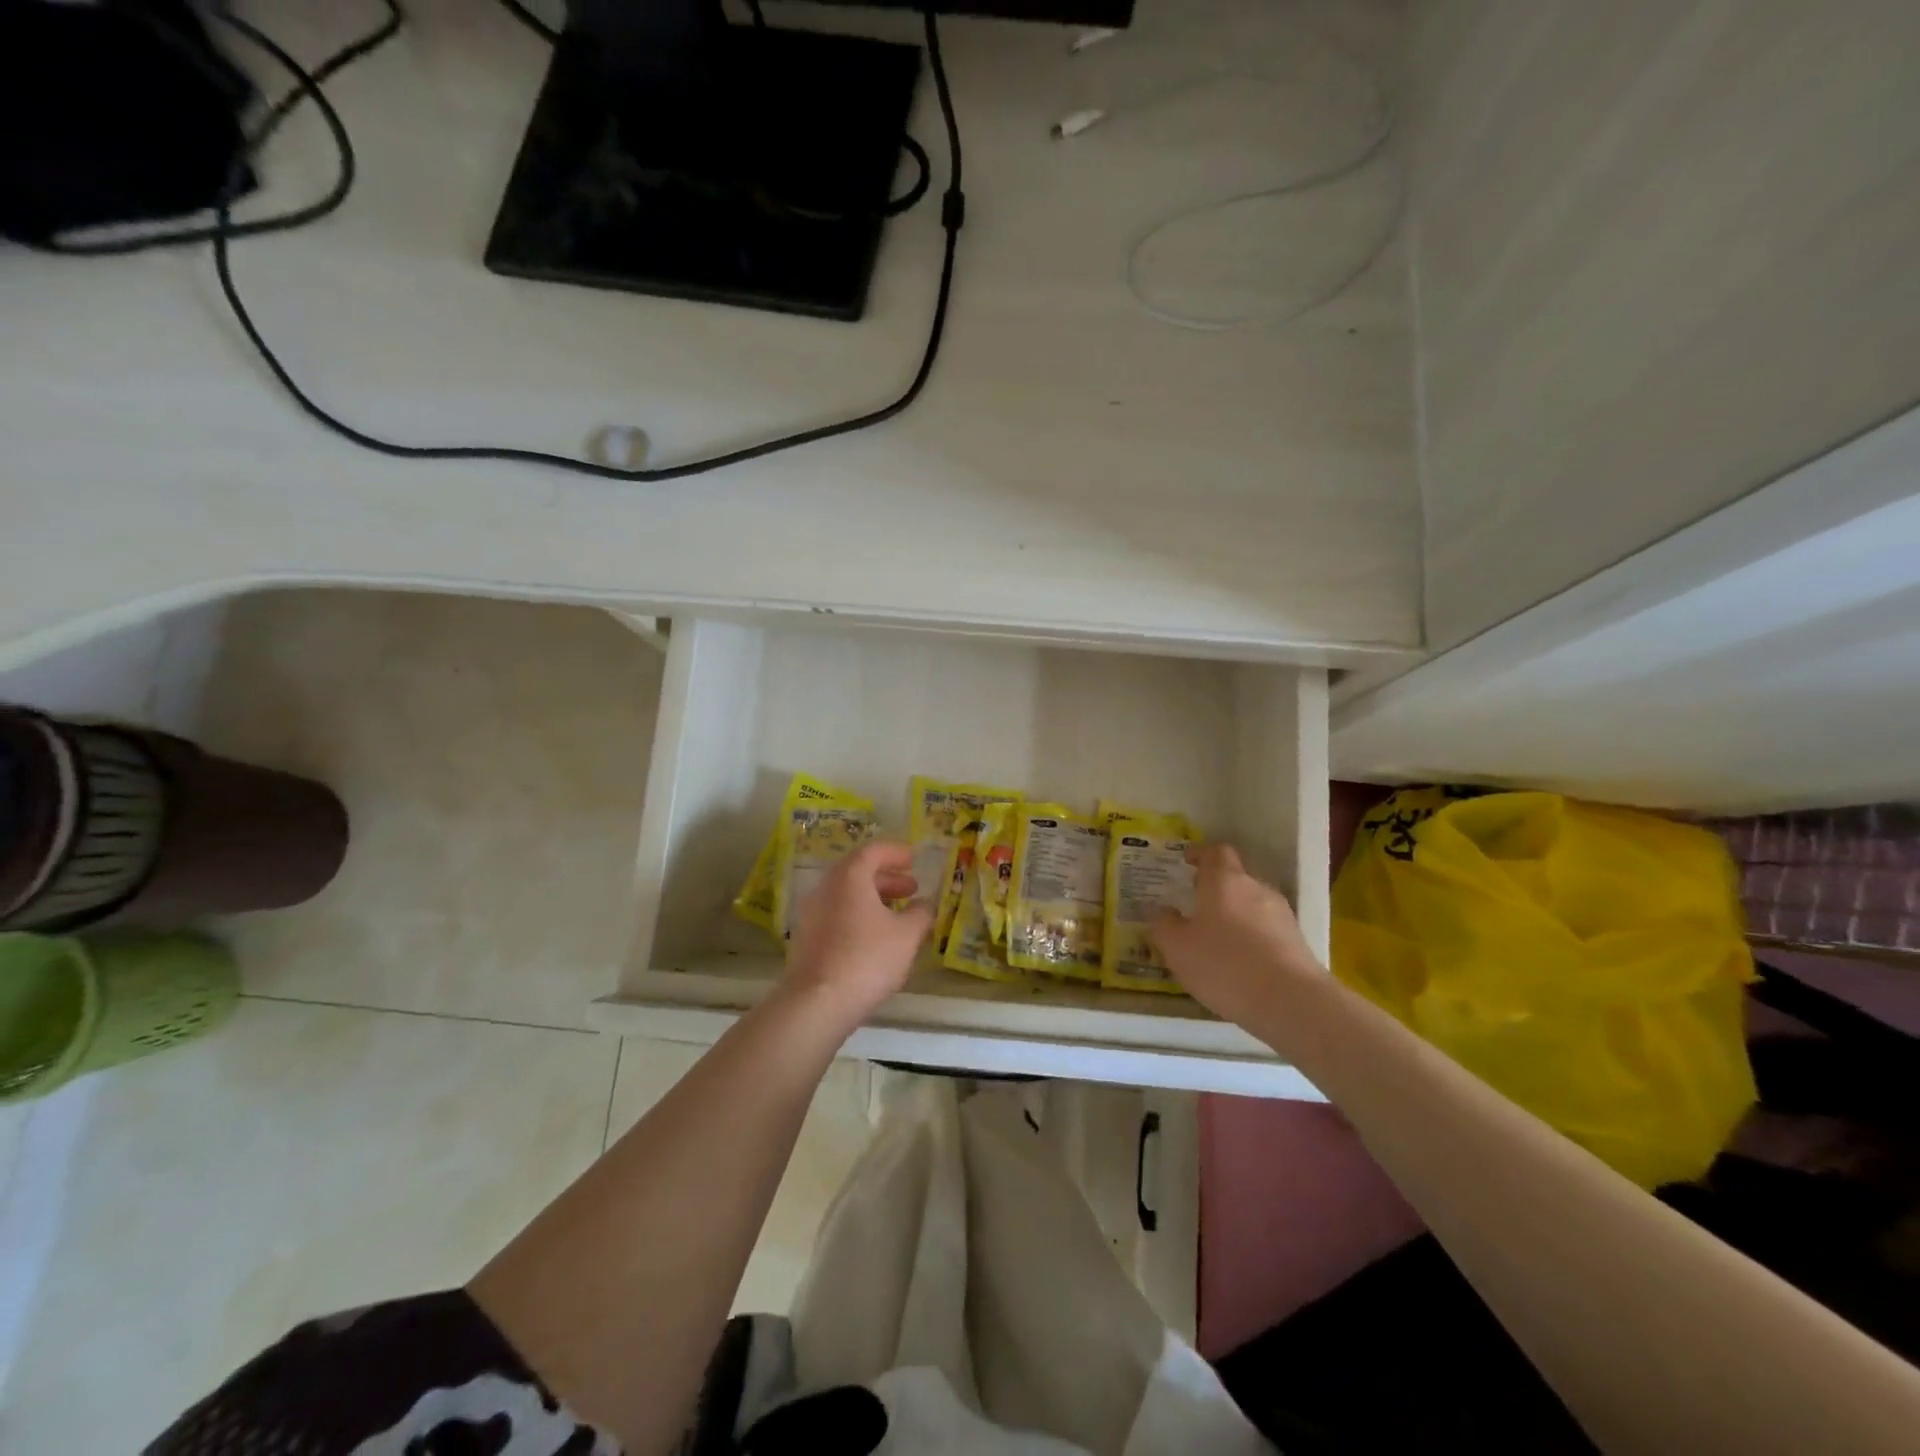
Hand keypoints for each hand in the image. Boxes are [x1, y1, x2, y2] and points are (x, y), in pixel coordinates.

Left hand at [783, 841, 932, 1022]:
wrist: (817, 1003)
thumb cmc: (867, 959)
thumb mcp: (907, 935)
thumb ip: (920, 914)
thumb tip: (925, 905)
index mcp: (849, 877)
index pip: (873, 851)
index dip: (896, 852)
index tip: (914, 859)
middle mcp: (826, 888)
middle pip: (858, 872)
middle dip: (887, 878)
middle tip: (912, 889)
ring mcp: (812, 914)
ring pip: (846, 896)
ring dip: (873, 899)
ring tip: (898, 916)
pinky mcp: (807, 939)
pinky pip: (837, 915)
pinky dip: (858, 917)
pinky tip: (876, 939)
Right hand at [1151, 843, 1322, 1027]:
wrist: (1291, 1002)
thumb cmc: (1224, 965)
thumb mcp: (1177, 948)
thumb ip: (1164, 925)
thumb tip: (1162, 911)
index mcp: (1224, 880)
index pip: (1215, 851)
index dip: (1200, 853)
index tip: (1186, 861)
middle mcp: (1256, 888)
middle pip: (1235, 877)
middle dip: (1215, 888)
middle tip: (1195, 905)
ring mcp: (1281, 914)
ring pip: (1252, 904)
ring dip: (1235, 914)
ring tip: (1217, 939)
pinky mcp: (1297, 941)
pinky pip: (1267, 929)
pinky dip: (1252, 937)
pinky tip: (1241, 962)